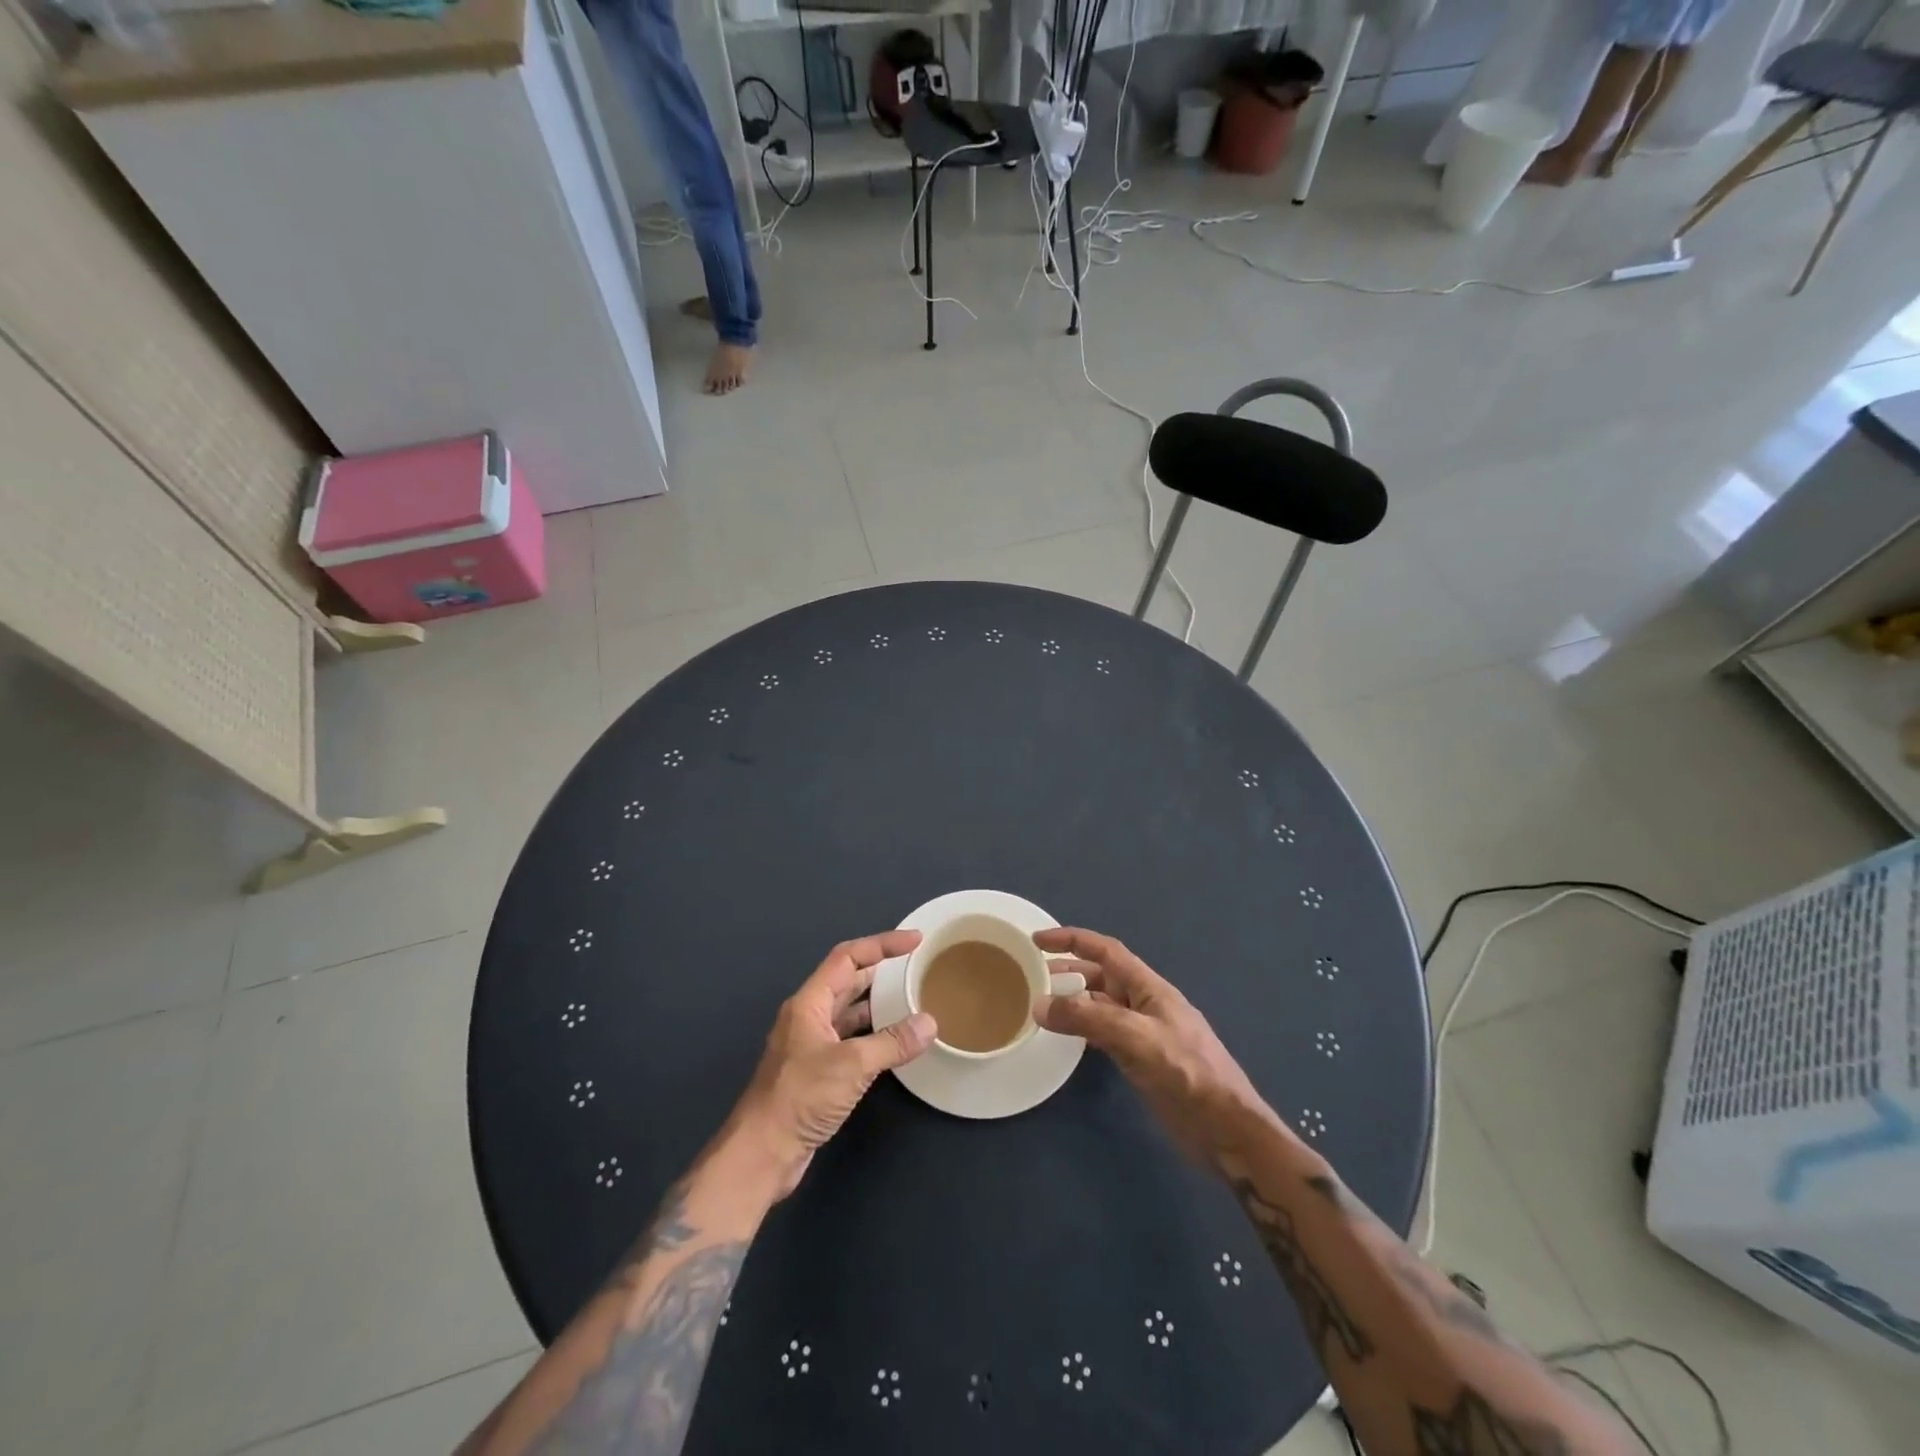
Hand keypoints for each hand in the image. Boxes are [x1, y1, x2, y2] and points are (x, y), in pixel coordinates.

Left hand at [732, 930, 937, 1196]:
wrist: (762, 1154)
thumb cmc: (800, 1097)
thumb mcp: (851, 1065)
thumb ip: (892, 1042)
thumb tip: (930, 1023)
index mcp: (809, 1003)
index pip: (847, 957)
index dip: (881, 944)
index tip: (914, 940)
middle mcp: (809, 1017)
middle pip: (848, 981)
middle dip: (881, 970)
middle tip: (916, 965)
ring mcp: (812, 1045)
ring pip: (850, 1012)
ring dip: (878, 1004)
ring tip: (913, 998)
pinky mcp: (818, 1072)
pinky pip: (851, 1040)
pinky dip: (874, 1035)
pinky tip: (896, 1041)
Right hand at [1032, 927, 1268, 1163]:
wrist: (1226, 1129)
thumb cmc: (1187, 1073)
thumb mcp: (1136, 1038)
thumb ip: (1088, 1018)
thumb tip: (1039, 1004)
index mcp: (1149, 987)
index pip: (1106, 951)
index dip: (1072, 940)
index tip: (1038, 941)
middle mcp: (1144, 1004)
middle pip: (1101, 976)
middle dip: (1068, 971)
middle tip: (1031, 978)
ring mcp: (1144, 1033)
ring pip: (1101, 1006)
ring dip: (1073, 1002)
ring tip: (1041, 1008)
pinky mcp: (1142, 1061)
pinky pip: (1104, 1033)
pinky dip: (1083, 1029)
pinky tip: (1066, 1039)